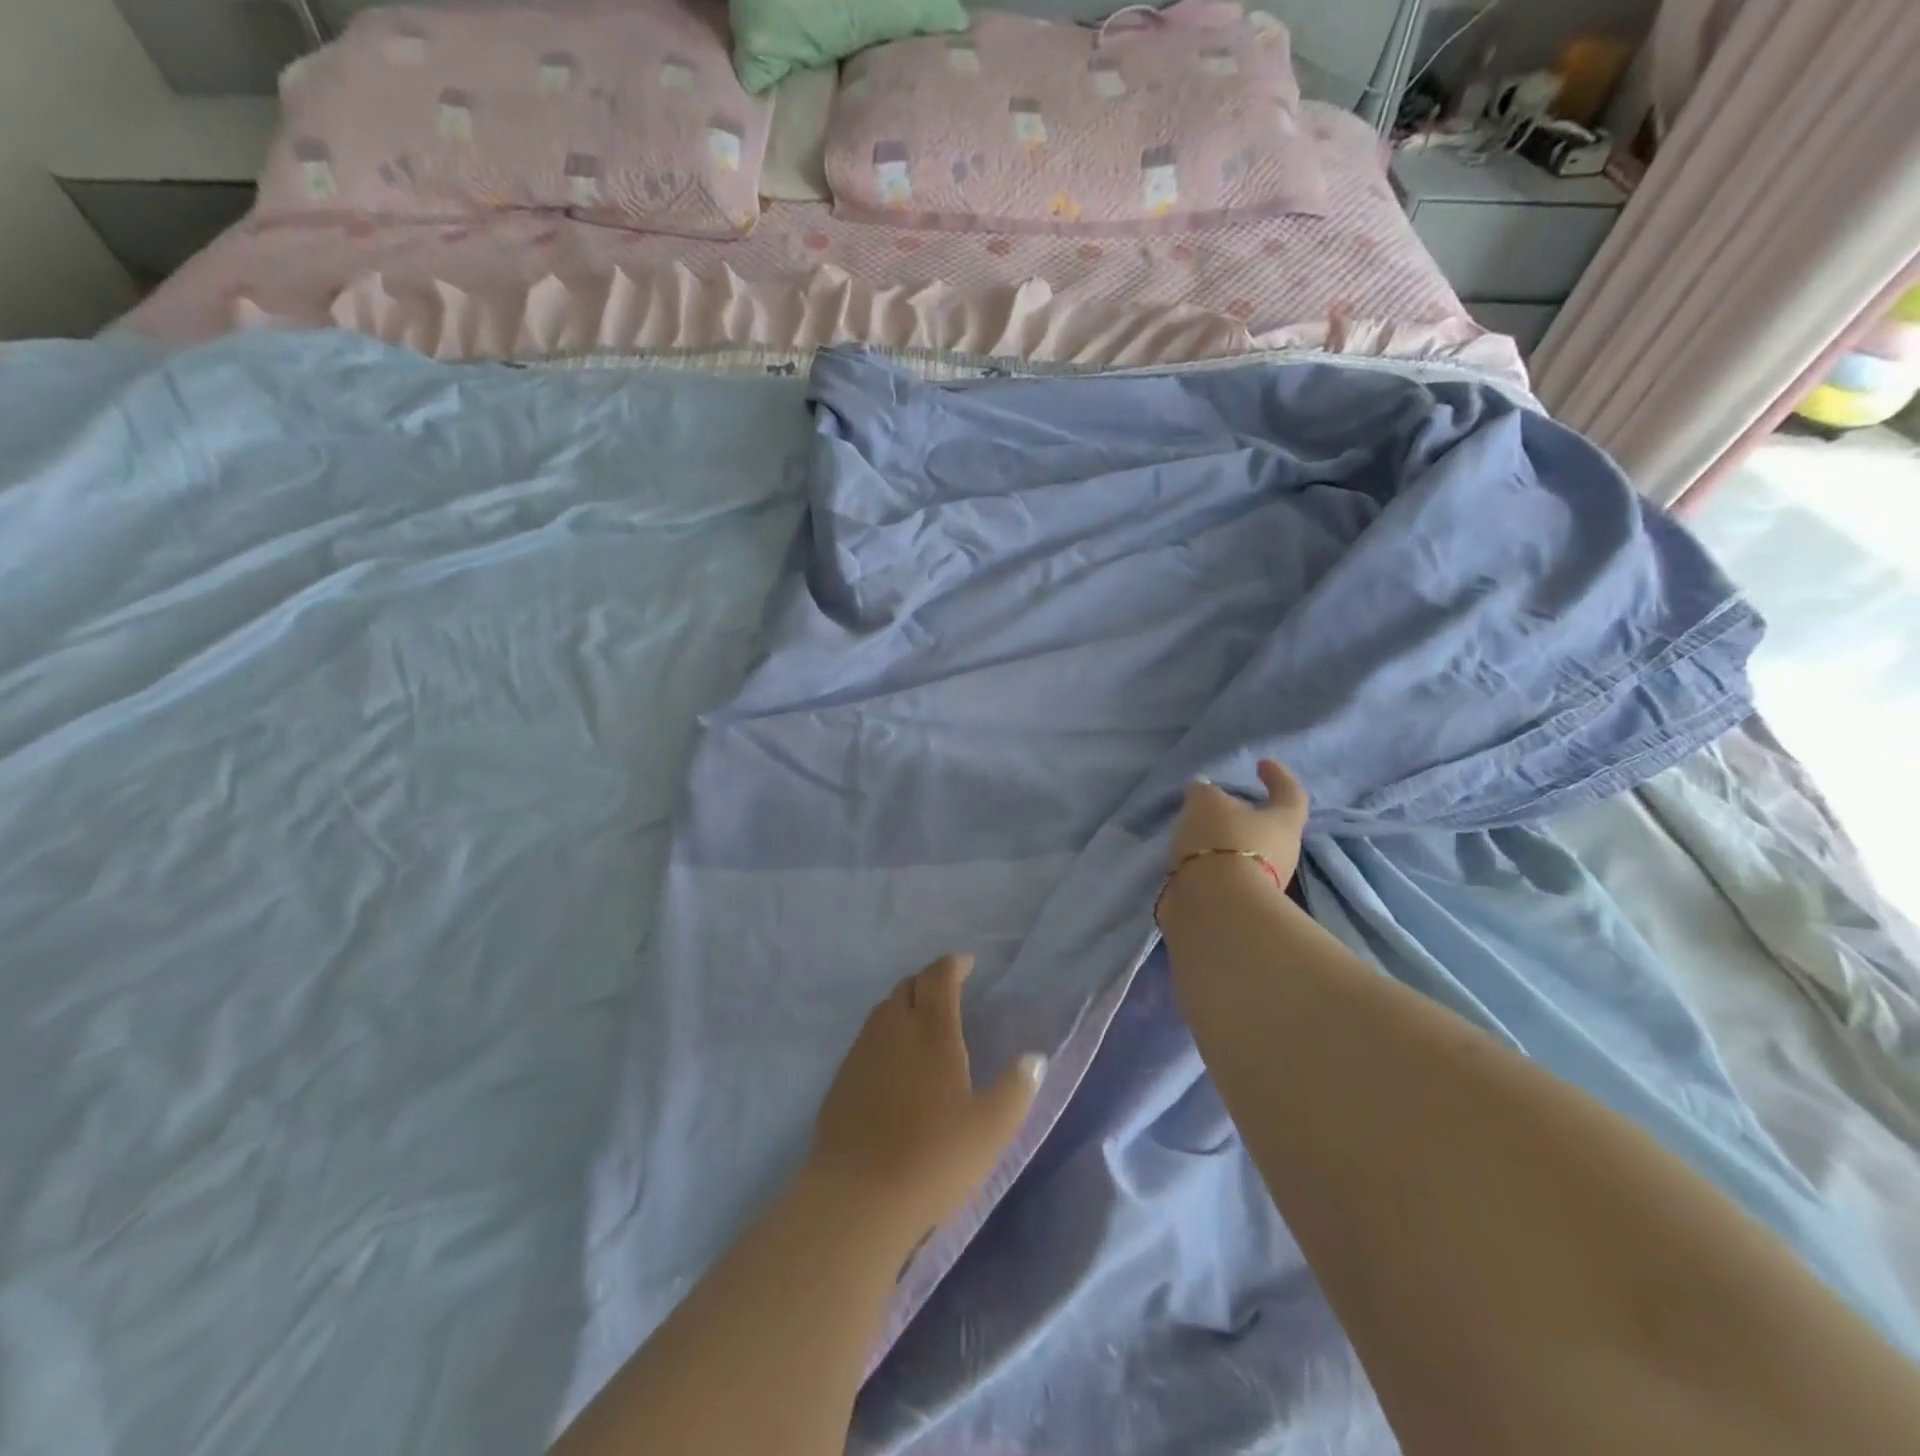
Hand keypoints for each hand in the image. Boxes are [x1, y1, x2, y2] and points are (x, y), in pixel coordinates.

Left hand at [808, 954, 1043, 1242]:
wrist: (858, 1196)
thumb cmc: (934, 1157)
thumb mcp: (991, 1128)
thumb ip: (1017, 1088)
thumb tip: (1034, 1058)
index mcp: (931, 1029)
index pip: (939, 977)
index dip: (953, 965)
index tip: (966, 964)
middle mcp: (893, 1028)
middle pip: (908, 987)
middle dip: (928, 982)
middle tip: (946, 994)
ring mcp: (862, 1051)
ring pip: (883, 1011)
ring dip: (904, 1006)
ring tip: (921, 1026)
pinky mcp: (842, 1078)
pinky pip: (866, 1040)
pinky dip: (885, 1036)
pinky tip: (893, 1065)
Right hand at [1169, 759, 1310, 887]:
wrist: (1216, 905)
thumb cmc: (1222, 840)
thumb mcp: (1206, 803)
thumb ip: (1204, 792)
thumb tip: (1203, 790)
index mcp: (1284, 821)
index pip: (1291, 792)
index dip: (1278, 776)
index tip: (1261, 764)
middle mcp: (1283, 852)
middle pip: (1269, 826)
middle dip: (1246, 813)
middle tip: (1218, 802)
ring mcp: (1265, 881)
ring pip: (1246, 851)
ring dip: (1225, 840)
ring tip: (1196, 829)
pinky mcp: (1240, 901)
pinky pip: (1227, 872)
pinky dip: (1211, 861)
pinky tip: (1190, 855)